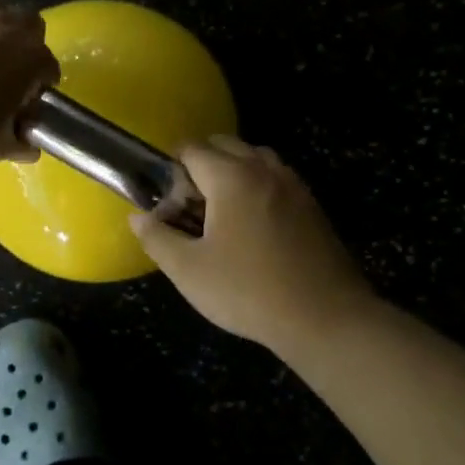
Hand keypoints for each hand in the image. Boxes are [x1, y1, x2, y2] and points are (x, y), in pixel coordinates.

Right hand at [129, 135, 376, 351]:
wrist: (327, 319)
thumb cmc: (249, 291)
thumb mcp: (189, 271)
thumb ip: (157, 238)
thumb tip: (137, 217)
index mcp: (232, 177)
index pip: (192, 149)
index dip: (172, 170)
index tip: (168, 202)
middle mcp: (264, 170)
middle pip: (225, 145)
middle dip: (201, 165)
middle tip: (191, 206)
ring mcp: (294, 185)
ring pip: (255, 158)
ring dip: (232, 172)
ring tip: (221, 213)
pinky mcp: (313, 206)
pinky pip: (276, 178)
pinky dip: (258, 186)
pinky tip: (252, 227)